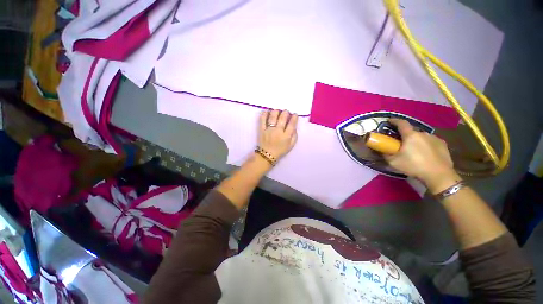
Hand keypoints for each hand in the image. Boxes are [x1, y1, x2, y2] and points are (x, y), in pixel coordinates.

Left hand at [258, 110, 297, 160]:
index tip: (294, 114)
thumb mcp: (291, 145)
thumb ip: (294, 136)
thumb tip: (294, 126)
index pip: (292, 124)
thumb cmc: (280, 150)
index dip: (294, 117)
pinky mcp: (262, 130)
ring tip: (277, 111)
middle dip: (285, 112)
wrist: (267, 155)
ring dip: (276, 111)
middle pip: (283, 118)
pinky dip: (264, 114)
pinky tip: (267, 111)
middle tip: (286, 112)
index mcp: (286, 136)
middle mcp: (278, 131)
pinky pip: (262, 119)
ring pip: (273, 116)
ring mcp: (269, 130)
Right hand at [385, 119, 458, 192]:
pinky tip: (425, 153)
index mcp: (411, 135)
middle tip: (400, 142)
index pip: (401, 123)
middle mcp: (423, 133)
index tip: (389, 121)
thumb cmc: (414, 166)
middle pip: (411, 131)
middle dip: (405, 135)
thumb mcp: (393, 162)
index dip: (394, 121)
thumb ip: (385, 154)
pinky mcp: (443, 144)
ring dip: (416, 140)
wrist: (439, 175)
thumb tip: (380, 150)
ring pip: (421, 136)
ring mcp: (435, 138)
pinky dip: (425, 144)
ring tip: (413, 149)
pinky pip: (430, 141)